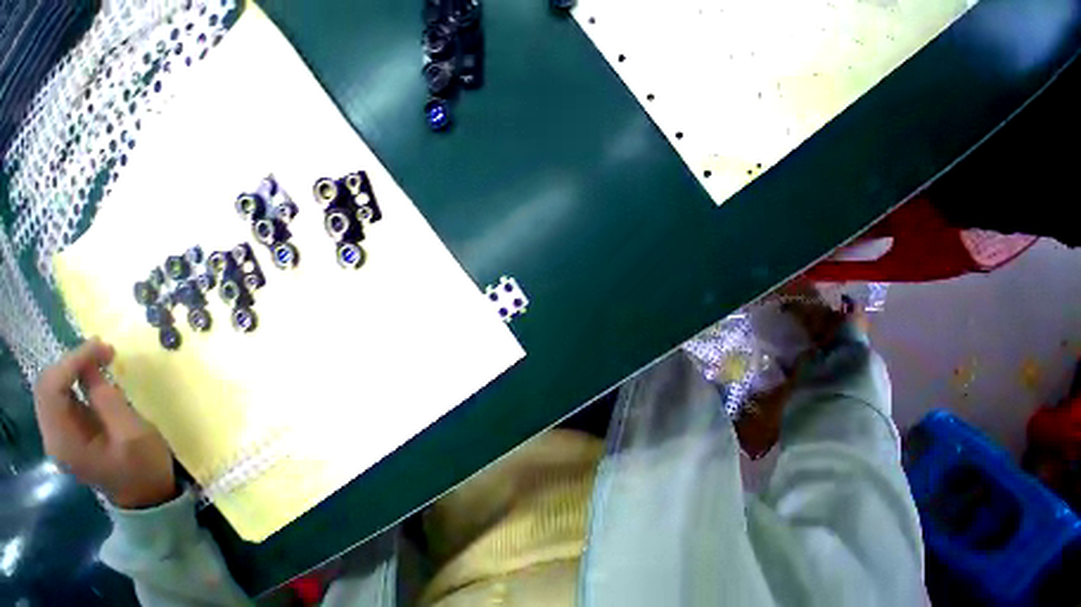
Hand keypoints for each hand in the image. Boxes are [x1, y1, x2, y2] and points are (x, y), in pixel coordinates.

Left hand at [34, 337, 176, 508]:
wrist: (146, 496)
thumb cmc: (143, 466)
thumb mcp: (133, 433)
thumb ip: (108, 401)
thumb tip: (93, 367)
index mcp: (63, 440)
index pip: (51, 389)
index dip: (71, 363)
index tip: (102, 346)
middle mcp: (53, 435)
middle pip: (48, 388)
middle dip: (72, 362)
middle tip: (105, 348)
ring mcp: (61, 435)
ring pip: (54, 391)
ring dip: (74, 369)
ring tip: (102, 355)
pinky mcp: (72, 432)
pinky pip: (66, 399)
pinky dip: (78, 380)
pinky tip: (96, 373)